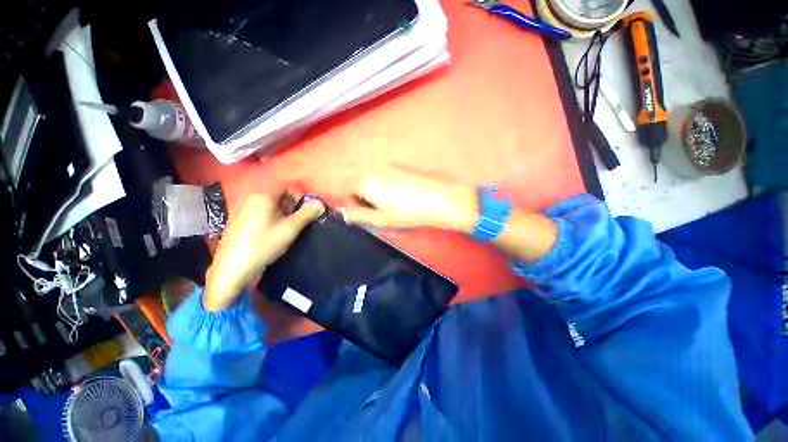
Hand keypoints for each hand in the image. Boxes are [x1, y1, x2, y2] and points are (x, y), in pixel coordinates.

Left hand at [203, 194, 324, 311]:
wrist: (232, 268)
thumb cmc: (263, 245)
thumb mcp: (290, 229)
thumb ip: (307, 214)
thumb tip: (321, 203)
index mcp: (262, 196)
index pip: (288, 188)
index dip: (301, 198)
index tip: (307, 212)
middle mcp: (251, 198)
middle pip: (279, 196)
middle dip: (293, 207)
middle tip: (298, 223)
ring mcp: (243, 208)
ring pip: (271, 206)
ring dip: (283, 214)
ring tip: (287, 230)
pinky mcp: (239, 220)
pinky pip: (261, 213)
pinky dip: (272, 219)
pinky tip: (272, 234)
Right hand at [342, 169, 478, 232]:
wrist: (441, 201)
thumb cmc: (408, 214)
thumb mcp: (380, 221)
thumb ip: (359, 217)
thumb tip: (346, 214)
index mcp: (367, 181)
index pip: (347, 187)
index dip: (350, 202)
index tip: (361, 214)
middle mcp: (377, 169)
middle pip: (360, 182)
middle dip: (362, 197)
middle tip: (376, 213)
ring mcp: (391, 167)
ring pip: (375, 180)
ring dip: (376, 193)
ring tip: (391, 207)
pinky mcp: (404, 168)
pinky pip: (388, 177)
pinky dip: (388, 188)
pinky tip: (402, 199)